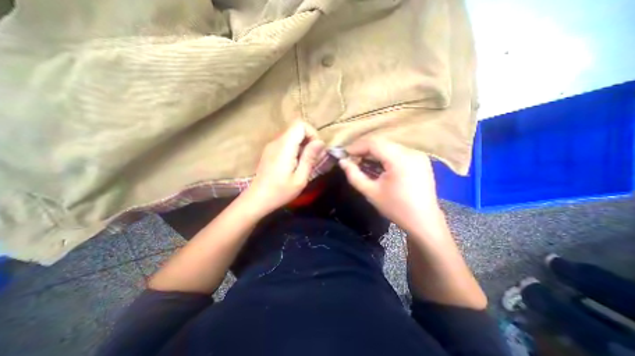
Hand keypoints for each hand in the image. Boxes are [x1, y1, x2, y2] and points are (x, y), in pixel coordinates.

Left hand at [242, 121, 324, 216]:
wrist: (257, 199)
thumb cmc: (280, 192)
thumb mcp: (300, 178)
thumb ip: (309, 158)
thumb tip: (320, 142)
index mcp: (284, 147)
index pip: (300, 124)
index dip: (312, 133)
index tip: (316, 149)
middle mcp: (276, 142)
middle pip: (296, 128)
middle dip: (309, 139)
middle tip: (313, 157)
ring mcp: (272, 145)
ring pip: (292, 135)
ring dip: (303, 144)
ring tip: (305, 162)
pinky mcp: (270, 151)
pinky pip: (286, 142)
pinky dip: (295, 148)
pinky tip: (295, 163)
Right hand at [340, 138, 443, 232]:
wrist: (423, 221)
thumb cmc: (396, 208)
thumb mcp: (371, 192)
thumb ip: (354, 175)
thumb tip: (342, 162)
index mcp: (400, 160)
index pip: (374, 144)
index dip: (357, 147)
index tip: (345, 154)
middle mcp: (412, 152)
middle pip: (382, 143)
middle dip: (364, 150)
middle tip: (352, 159)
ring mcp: (418, 155)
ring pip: (389, 146)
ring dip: (374, 152)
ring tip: (363, 162)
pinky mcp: (421, 160)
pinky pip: (398, 152)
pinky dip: (385, 155)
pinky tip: (378, 165)